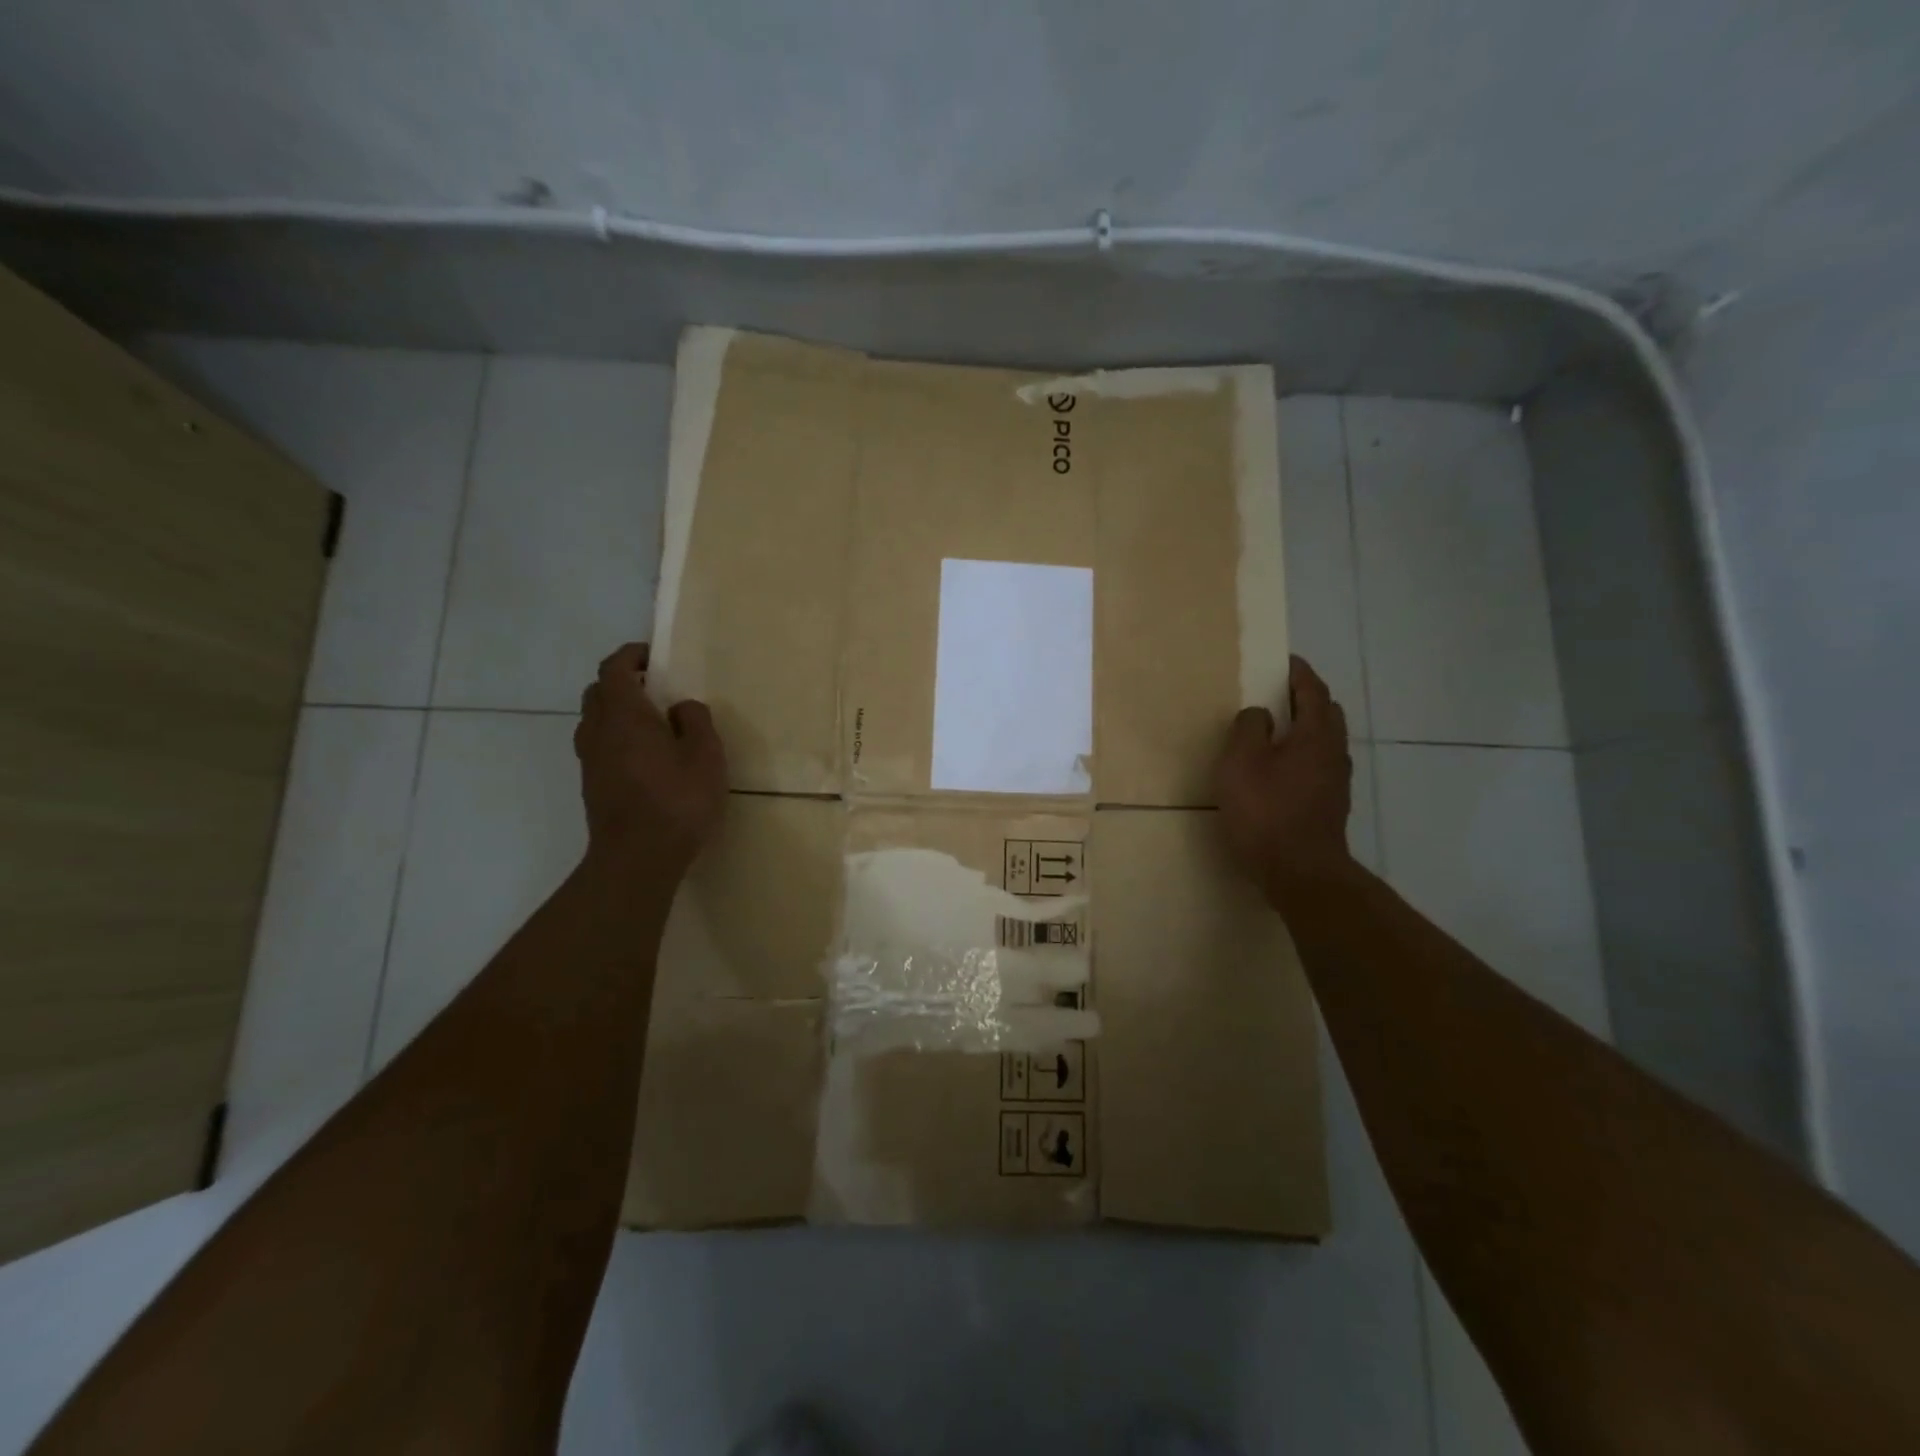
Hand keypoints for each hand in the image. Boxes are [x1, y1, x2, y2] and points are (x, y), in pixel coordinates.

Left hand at [573, 643, 726, 869]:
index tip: (653, 656)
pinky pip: (599, 746)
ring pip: (594, 720)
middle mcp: (598, 731)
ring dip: (617, 712)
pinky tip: (644, 757)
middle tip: (654, 688)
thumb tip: (681, 707)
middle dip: (621, 681)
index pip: (615, 668)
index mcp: (624, 714)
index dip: (631, 656)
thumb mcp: (705, 755)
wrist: (637, 857)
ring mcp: (590, 760)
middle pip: (598, 692)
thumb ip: (696, 721)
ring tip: (651, 723)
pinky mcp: (592, 785)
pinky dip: (616, 737)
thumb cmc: (677, 800)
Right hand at [1216, 655, 1356, 896]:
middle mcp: (1334, 753)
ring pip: (1324, 742)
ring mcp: (1336, 782)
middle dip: (1306, 698)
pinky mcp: (1330, 806)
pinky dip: (1303, 755)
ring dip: (1305, 729)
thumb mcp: (1241, 761)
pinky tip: (1281, 769)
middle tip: (1279, 693)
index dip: (1298, 672)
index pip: (1312, 690)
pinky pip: (1318, 766)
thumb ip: (1248, 728)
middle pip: (1327, 714)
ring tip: (1276, 730)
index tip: (1283, 660)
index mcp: (1316, 734)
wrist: (1300, 872)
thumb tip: (1260, 714)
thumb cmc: (1266, 811)